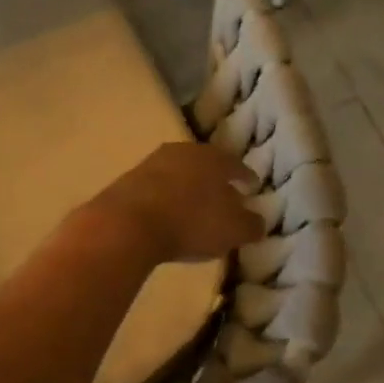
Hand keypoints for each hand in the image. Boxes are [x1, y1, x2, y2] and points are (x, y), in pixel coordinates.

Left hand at [82, 143, 265, 265]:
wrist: (126, 224)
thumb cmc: (190, 223)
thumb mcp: (233, 230)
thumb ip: (251, 225)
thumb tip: (257, 221)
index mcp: (214, 158)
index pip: (236, 164)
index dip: (246, 177)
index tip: (252, 187)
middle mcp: (184, 152)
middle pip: (206, 164)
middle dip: (215, 179)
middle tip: (223, 195)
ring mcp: (152, 162)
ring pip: (179, 173)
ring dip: (188, 187)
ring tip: (193, 206)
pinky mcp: (128, 180)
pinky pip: (156, 187)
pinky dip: (165, 197)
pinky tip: (166, 213)